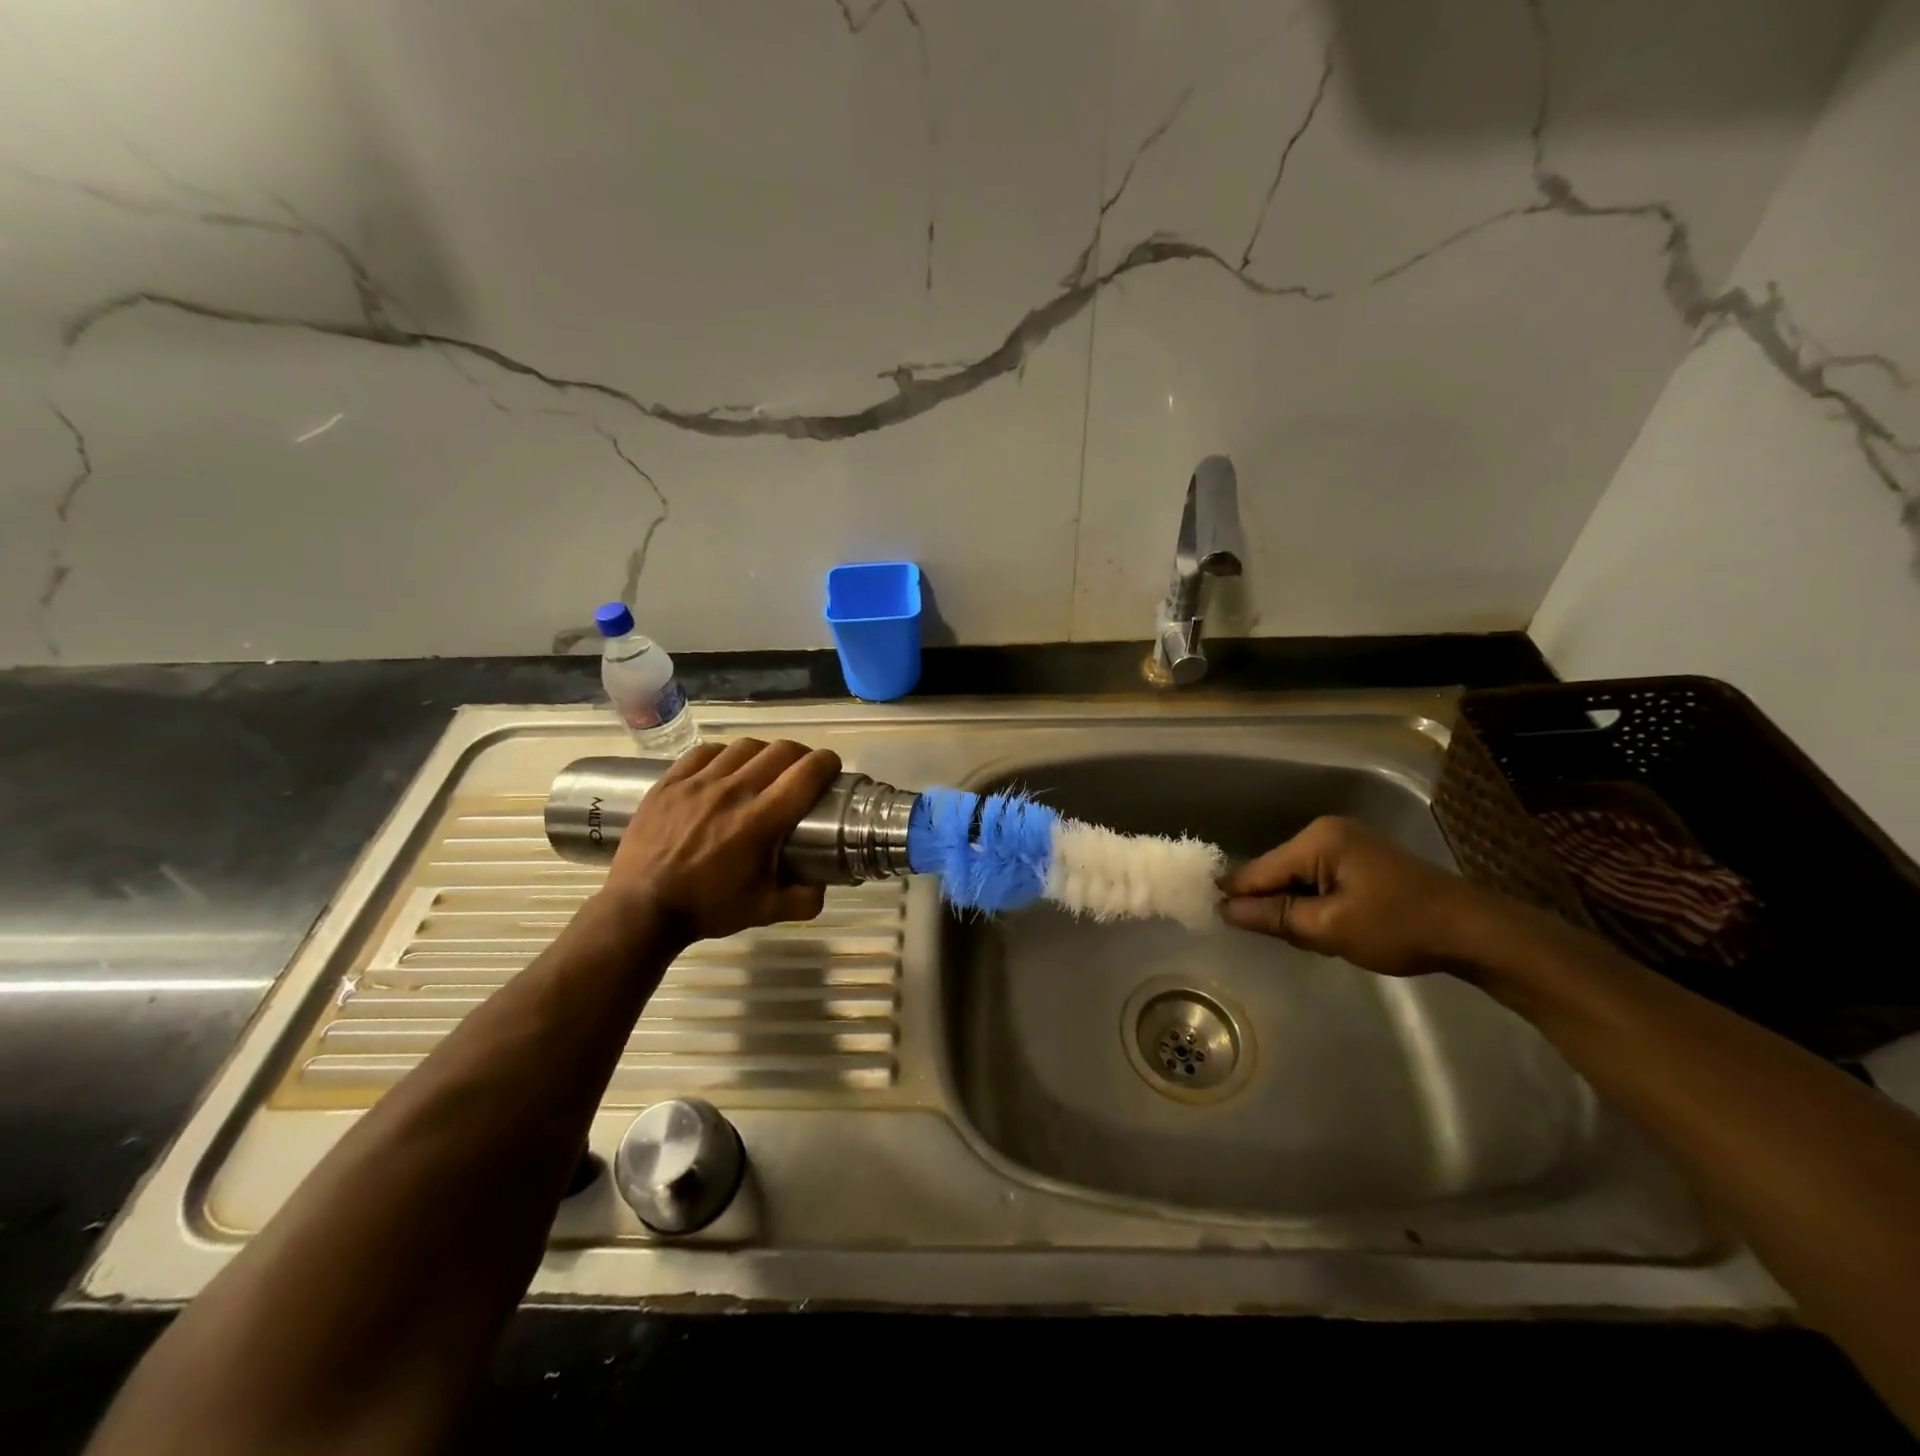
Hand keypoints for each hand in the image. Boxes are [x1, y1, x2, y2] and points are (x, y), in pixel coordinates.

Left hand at [602, 738, 841, 942]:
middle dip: (801, 754)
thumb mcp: (766, 911)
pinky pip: (704, 752)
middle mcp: (734, 791)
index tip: (831, 768)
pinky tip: (724, 768)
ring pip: (744, 746)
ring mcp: (698, 783)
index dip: (827, 763)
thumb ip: (805, 899)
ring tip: (763, 768)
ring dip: (763, 753)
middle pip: (780, 750)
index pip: (807, 774)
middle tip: (802, 770)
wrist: (642, 909)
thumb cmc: (708, 908)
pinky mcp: (669, 782)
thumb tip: (824, 884)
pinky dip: (723, 755)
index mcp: (762, 820)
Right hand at [1219, 815, 1499, 977]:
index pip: (1258, 869)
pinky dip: (1314, 903)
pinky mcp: (1360, 860)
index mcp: (1317, 839)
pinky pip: (1318, 880)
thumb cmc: (1399, 927)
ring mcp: (1346, 844)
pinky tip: (1325, 926)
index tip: (1209, 917)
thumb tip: (1225, 910)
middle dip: (1271, 905)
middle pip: (1276, 872)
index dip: (1236, 896)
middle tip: (1273, 940)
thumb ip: (1274, 917)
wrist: (1474, 932)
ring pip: (1296, 879)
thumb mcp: (1330, 928)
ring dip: (1294, 907)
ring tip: (1305, 938)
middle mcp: (1326, 832)